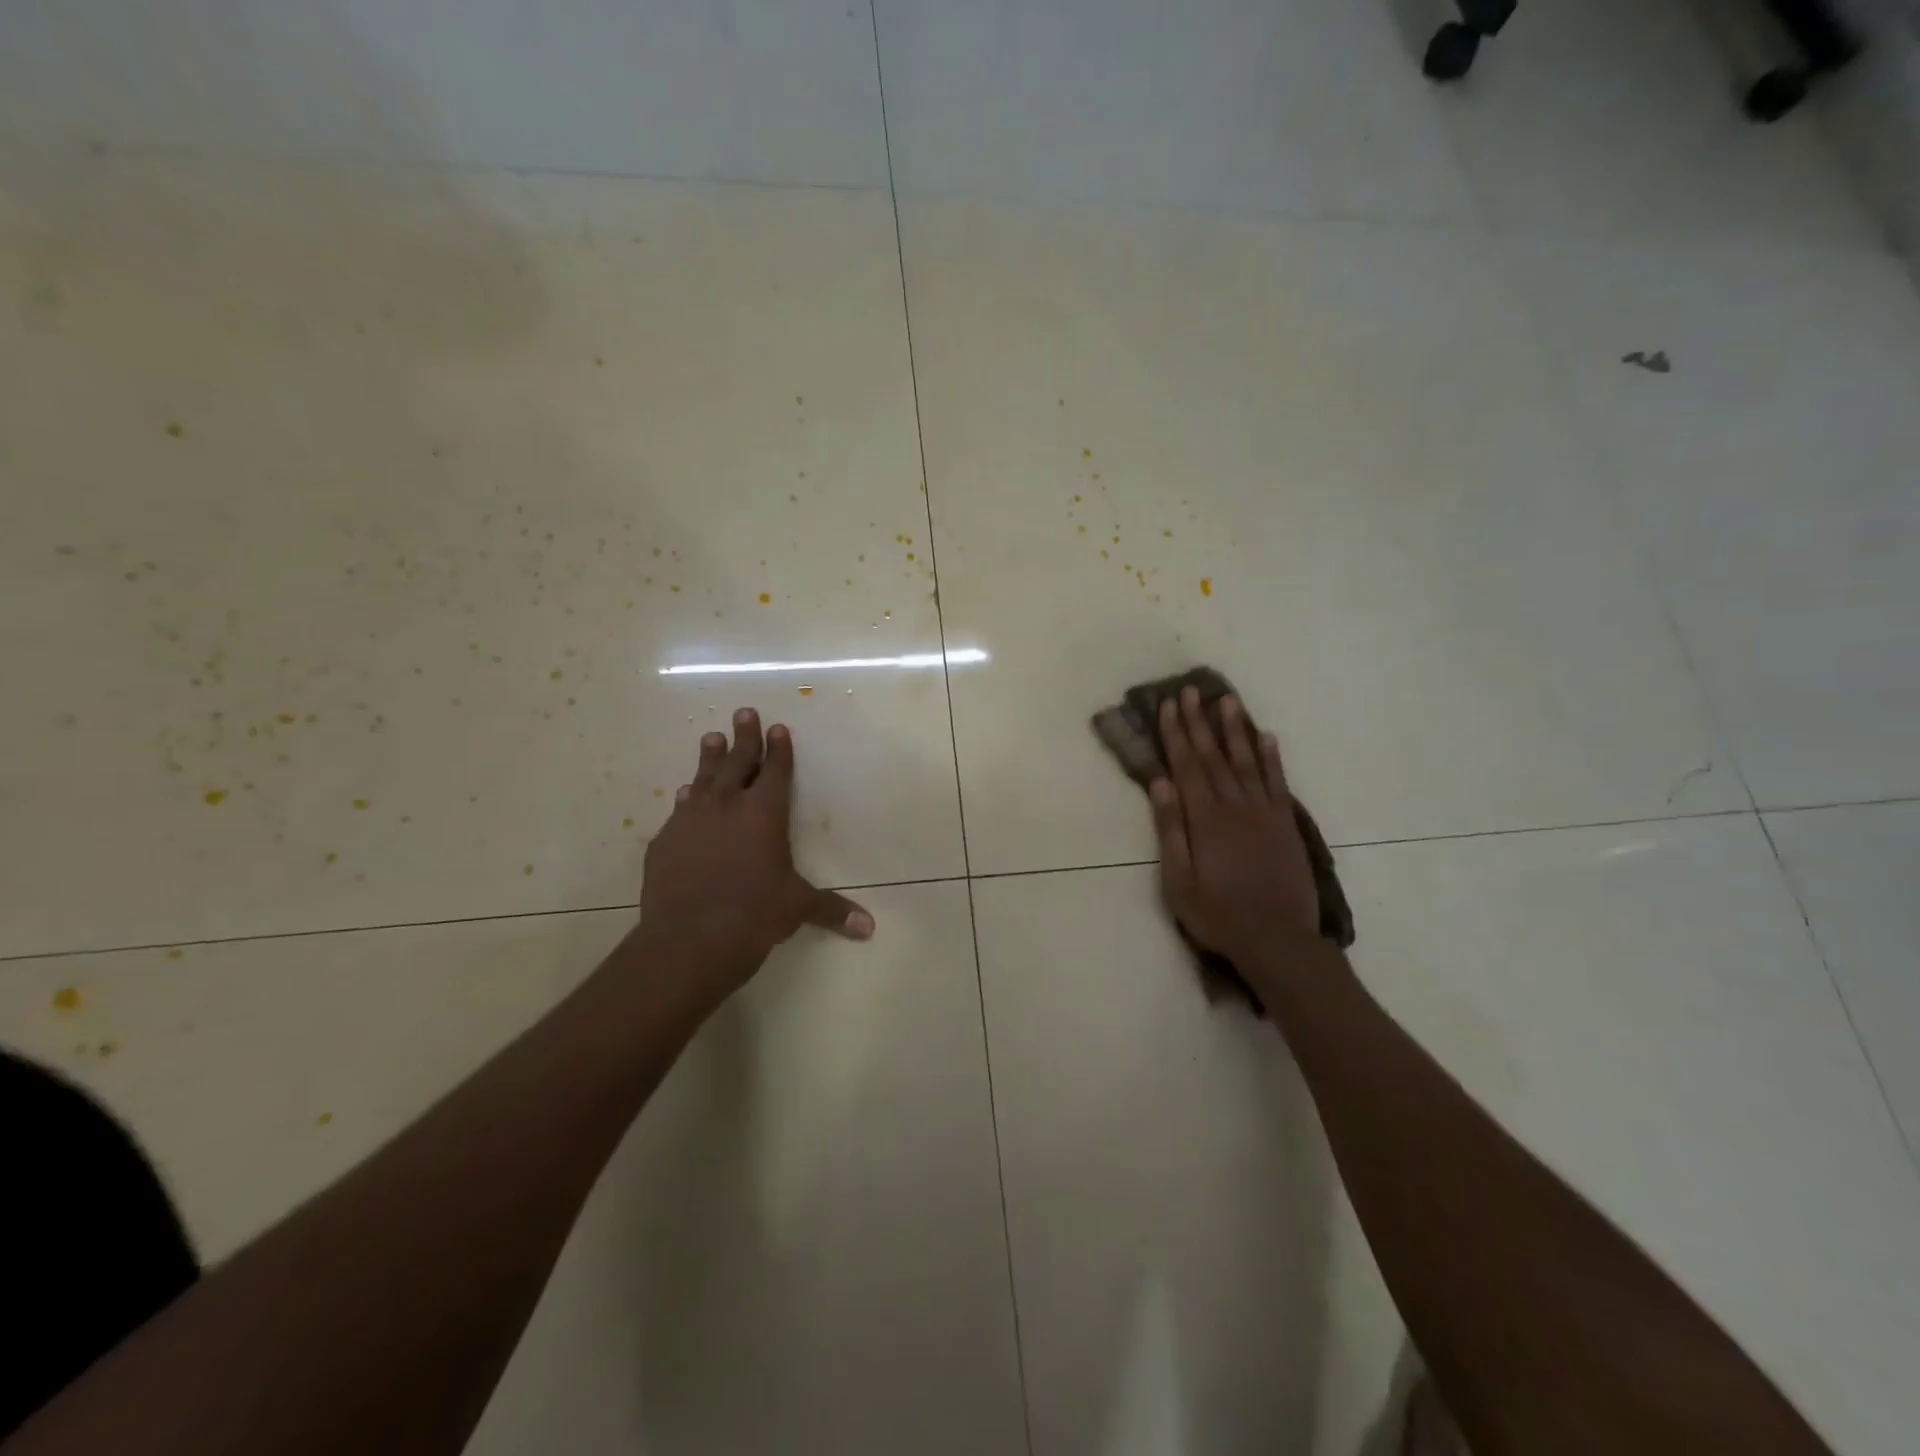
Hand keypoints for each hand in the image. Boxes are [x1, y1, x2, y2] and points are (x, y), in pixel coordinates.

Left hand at [637, 708, 871, 1010]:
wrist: (687, 940)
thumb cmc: (753, 915)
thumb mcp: (796, 908)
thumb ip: (831, 909)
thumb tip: (869, 927)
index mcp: (764, 814)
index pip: (775, 771)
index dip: (779, 749)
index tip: (778, 728)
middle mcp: (727, 807)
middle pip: (737, 762)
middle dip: (744, 737)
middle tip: (744, 712)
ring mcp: (690, 821)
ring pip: (703, 779)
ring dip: (709, 758)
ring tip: (711, 737)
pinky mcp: (664, 842)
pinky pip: (679, 810)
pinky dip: (686, 798)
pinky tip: (684, 793)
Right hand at [1149, 687, 1318, 963]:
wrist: (1278, 939)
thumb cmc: (1218, 914)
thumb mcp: (1179, 880)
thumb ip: (1170, 829)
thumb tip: (1160, 784)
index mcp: (1205, 818)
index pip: (1187, 765)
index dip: (1176, 734)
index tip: (1168, 705)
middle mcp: (1235, 805)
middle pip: (1213, 755)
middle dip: (1199, 721)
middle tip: (1191, 690)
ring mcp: (1264, 812)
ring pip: (1246, 760)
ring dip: (1234, 729)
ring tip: (1227, 700)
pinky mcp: (1285, 823)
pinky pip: (1277, 781)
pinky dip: (1271, 757)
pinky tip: (1266, 736)